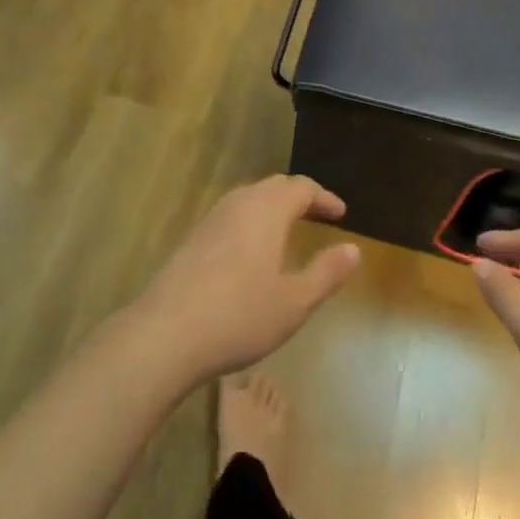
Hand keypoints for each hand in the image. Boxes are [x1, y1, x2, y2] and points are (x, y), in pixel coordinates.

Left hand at [134, 175, 360, 386]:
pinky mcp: (194, 237)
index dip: (324, 198)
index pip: (302, 188)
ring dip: (274, 206)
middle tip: (320, 216)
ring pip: (250, 197)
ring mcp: (212, 218)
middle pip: (275, 186)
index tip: (341, 214)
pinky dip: (252, 219)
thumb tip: (353, 249)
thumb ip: (326, 273)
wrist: (166, 332)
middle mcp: (239, 203)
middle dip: (300, 197)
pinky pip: (232, 213)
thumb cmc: (240, 316)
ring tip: (289, 229)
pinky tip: (252, 249)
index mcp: (267, 210)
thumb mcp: (294, 302)